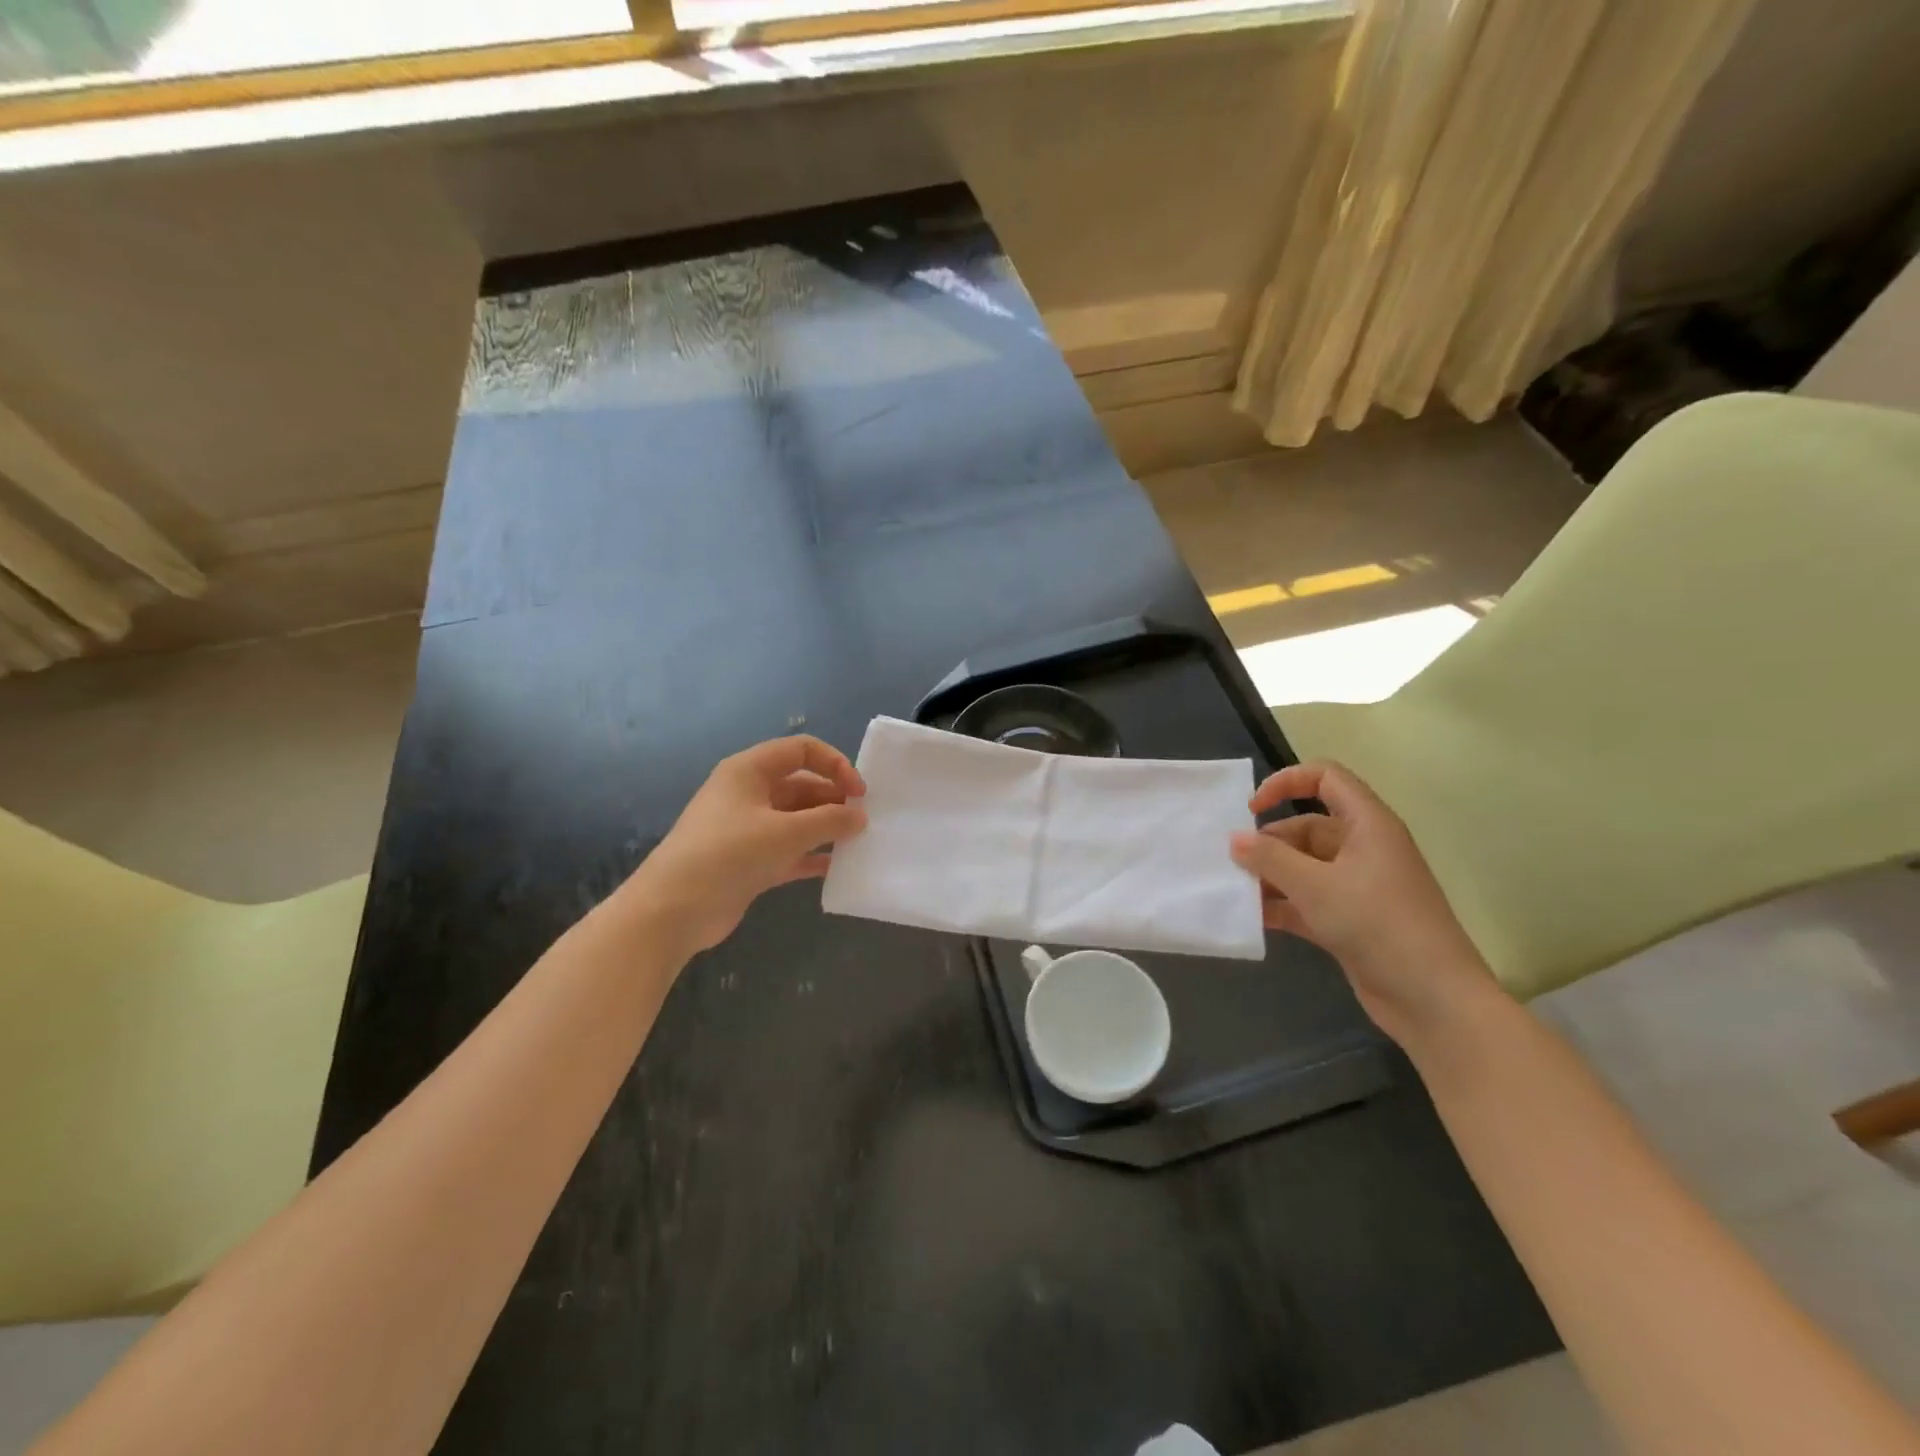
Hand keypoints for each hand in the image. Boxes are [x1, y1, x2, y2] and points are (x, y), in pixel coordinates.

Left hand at [626, 736, 867, 952]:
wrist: (673, 910)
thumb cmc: (729, 854)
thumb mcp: (785, 832)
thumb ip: (829, 820)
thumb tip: (860, 817)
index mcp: (749, 771)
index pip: (801, 750)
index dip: (834, 764)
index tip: (859, 792)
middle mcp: (748, 793)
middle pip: (801, 785)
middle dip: (833, 799)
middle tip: (863, 822)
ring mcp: (746, 829)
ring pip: (796, 819)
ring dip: (825, 828)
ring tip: (856, 843)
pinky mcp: (748, 861)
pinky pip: (788, 850)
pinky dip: (811, 855)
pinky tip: (835, 868)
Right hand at [1230, 761, 1500, 1046]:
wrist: (1433, 1000)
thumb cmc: (1377, 925)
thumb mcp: (1316, 886)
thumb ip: (1270, 859)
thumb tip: (1235, 839)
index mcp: (1367, 825)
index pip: (1326, 778)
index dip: (1286, 783)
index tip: (1252, 809)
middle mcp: (1364, 849)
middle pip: (1307, 827)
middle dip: (1269, 843)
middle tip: (1234, 863)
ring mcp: (1359, 886)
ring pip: (1304, 866)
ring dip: (1271, 876)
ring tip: (1236, 891)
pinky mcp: (1351, 920)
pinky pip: (1308, 900)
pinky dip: (1282, 905)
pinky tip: (1253, 918)